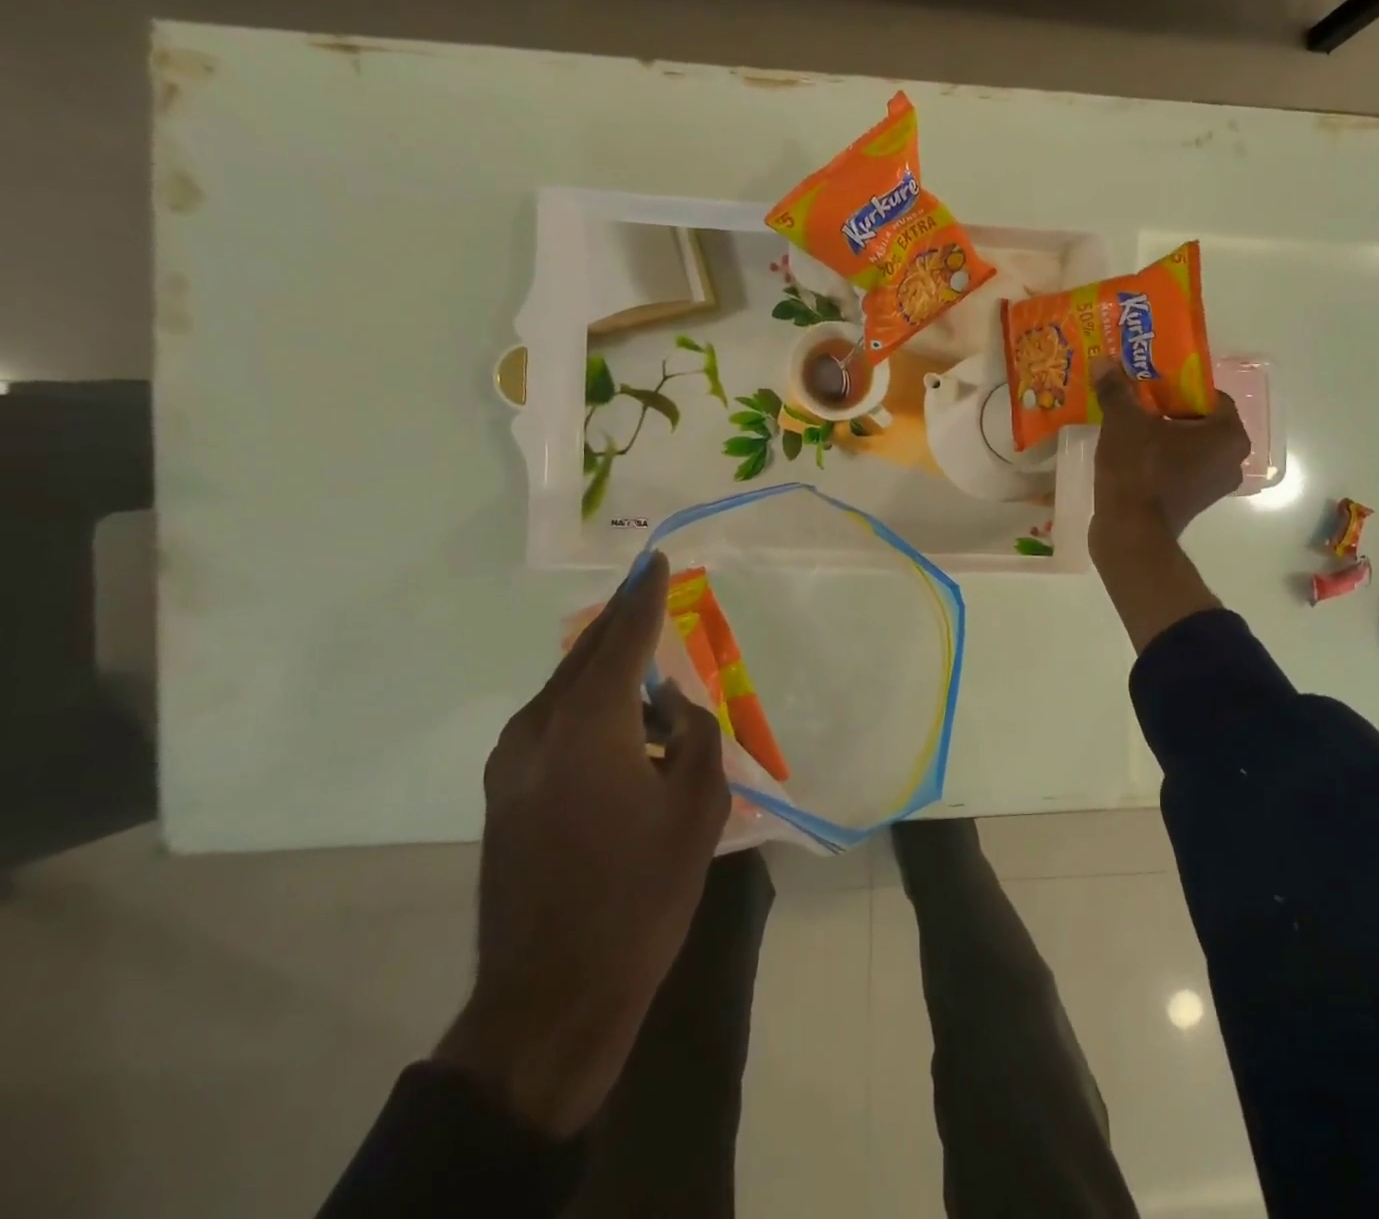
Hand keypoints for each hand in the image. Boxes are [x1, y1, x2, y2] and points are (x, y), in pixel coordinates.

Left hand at [435, 552, 729, 1135]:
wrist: (552, 995)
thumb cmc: (640, 896)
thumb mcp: (698, 809)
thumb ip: (695, 736)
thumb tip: (674, 706)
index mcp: (587, 727)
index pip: (622, 639)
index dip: (643, 596)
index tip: (656, 559)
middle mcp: (537, 730)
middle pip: (585, 655)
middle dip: (621, 621)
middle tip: (651, 592)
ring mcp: (511, 763)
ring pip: (565, 687)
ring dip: (606, 666)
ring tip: (646, 661)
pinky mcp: (505, 791)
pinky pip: (553, 720)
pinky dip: (589, 702)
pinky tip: (620, 719)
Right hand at [1090, 361, 1249, 545]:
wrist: (1130, 533)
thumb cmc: (1138, 471)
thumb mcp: (1123, 422)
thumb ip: (1116, 390)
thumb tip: (1104, 362)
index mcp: (1229, 434)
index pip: (1209, 395)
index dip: (1177, 385)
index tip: (1148, 385)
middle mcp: (1232, 460)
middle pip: (1199, 421)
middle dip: (1168, 410)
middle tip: (1136, 403)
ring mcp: (1214, 485)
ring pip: (1189, 447)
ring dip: (1163, 436)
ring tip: (1129, 427)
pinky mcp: (1194, 503)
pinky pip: (1180, 469)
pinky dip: (1161, 460)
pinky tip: (1131, 455)